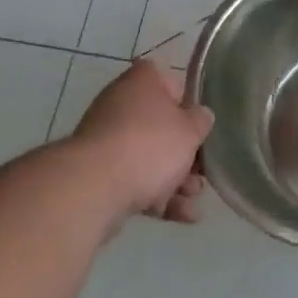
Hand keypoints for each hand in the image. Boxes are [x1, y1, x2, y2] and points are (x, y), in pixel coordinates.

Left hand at [70, 60, 214, 229]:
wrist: (95, 187)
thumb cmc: (149, 145)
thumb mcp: (190, 130)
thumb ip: (201, 121)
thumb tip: (201, 116)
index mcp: (143, 81)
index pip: (171, 83)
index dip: (189, 104)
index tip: (201, 126)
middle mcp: (122, 104)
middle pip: (162, 126)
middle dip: (186, 153)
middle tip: (203, 172)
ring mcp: (108, 140)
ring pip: (149, 157)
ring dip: (176, 179)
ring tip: (194, 199)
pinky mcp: (99, 174)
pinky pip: (135, 180)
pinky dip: (157, 196)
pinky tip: (182, 215)